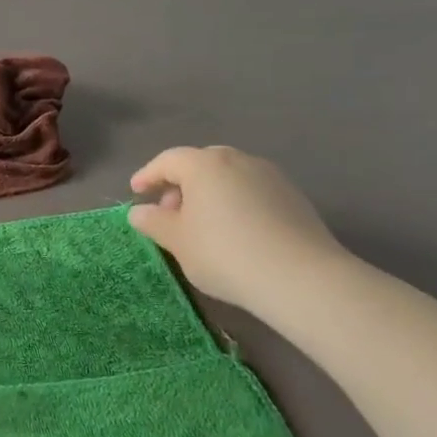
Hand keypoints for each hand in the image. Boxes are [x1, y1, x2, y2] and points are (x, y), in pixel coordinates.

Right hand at [127, 146, 351, 314]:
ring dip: (209, 193)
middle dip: (181, 183)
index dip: (148, 175)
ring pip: (229, 176)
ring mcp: (270, 176)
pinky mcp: (293, 196)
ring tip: (202, 225)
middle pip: (201, 163)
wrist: (299, 277)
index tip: (136, 192)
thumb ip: (154, 222)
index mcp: (205, 165)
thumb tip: (139, 211)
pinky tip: (233, 231)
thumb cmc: (224, 254)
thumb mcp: (177, 241)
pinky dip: (234, 202)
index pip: (168, 160)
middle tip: (170, 212)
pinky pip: (251, 190)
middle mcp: (239, 160)